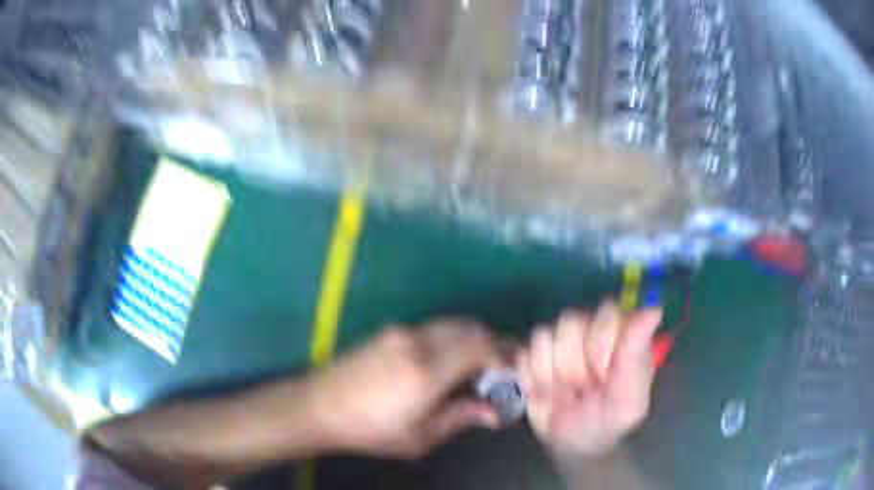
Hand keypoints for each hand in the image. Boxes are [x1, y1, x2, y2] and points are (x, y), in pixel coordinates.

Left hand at [305, 320, 504, 458]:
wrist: (319, 406)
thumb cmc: (370, 430)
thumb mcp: (420, 435)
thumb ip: (461, 417)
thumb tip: (495, 413)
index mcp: (427, 370)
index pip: (481, 347)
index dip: (505, 355)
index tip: (516, 370)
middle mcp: (418, 341)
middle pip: (470, 329)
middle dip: (494, 343)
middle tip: (504, 367)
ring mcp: (402, 332)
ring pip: (452, 324)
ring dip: (474, 338)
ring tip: (481, 364)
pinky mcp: (390, 331)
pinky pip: (434, 327)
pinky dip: (454, 337)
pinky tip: (451, 358)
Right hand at [516, 301, 661, 457]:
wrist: (571, 444)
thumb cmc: (606, 422)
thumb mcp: (629, 399)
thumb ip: (636, 355)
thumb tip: (654, 309)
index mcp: (622, 335)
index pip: (606, 313)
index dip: (600, 345)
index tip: (603, 376)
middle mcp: (593, 330)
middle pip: (571, 320)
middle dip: (573, 363)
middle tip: (582, 388)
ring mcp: (561, 341)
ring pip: (544, 334)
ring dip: (551, 373)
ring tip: (563, 393)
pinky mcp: (535, 354)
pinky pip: (524, 354)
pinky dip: (532, 379)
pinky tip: (545, 394)